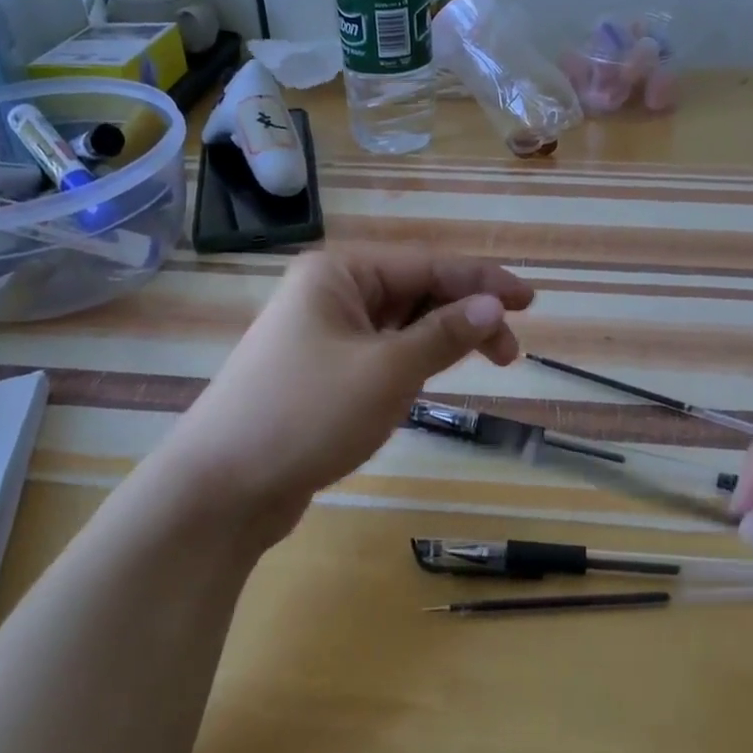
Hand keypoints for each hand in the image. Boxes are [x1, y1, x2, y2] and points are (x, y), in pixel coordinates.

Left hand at [158, 246, 533, 551]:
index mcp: (340, 272)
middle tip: (511, 351)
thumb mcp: (387, 372)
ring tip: (485, 363)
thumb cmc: (307, 415)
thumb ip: (444, 334)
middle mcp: (330, 292)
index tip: (531, 300)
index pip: (428, 264)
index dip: (483, 281)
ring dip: (442, 339)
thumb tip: (494, 305)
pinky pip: (381, 351)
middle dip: (465, 314)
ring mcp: (322, 332)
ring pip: (400, 323)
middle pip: (415, 291)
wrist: (222, 488)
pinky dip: (413, 360)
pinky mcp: (321, 370)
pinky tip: (432, 376)